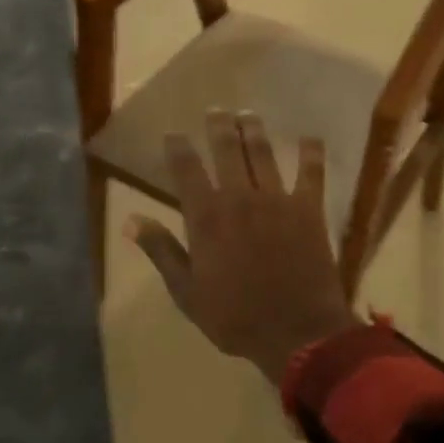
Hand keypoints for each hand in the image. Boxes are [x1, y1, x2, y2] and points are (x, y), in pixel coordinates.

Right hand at [125, 110, 356, 383]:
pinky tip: (310, 138)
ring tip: (248, 114)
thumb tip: (132, 220)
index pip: (187, 169)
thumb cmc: (235, 317)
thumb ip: (161, 250)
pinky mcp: (308, 208)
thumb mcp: (187, 291)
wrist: (297, 333)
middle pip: (227, 149)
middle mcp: (240, 196)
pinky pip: (311, 172)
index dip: (178, 147)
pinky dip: (311, 153)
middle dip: (220, 126)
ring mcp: (277, 199)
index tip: (173, 134)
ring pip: (263, 153)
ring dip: (254, 130)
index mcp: (207, 216)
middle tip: (217, 110)